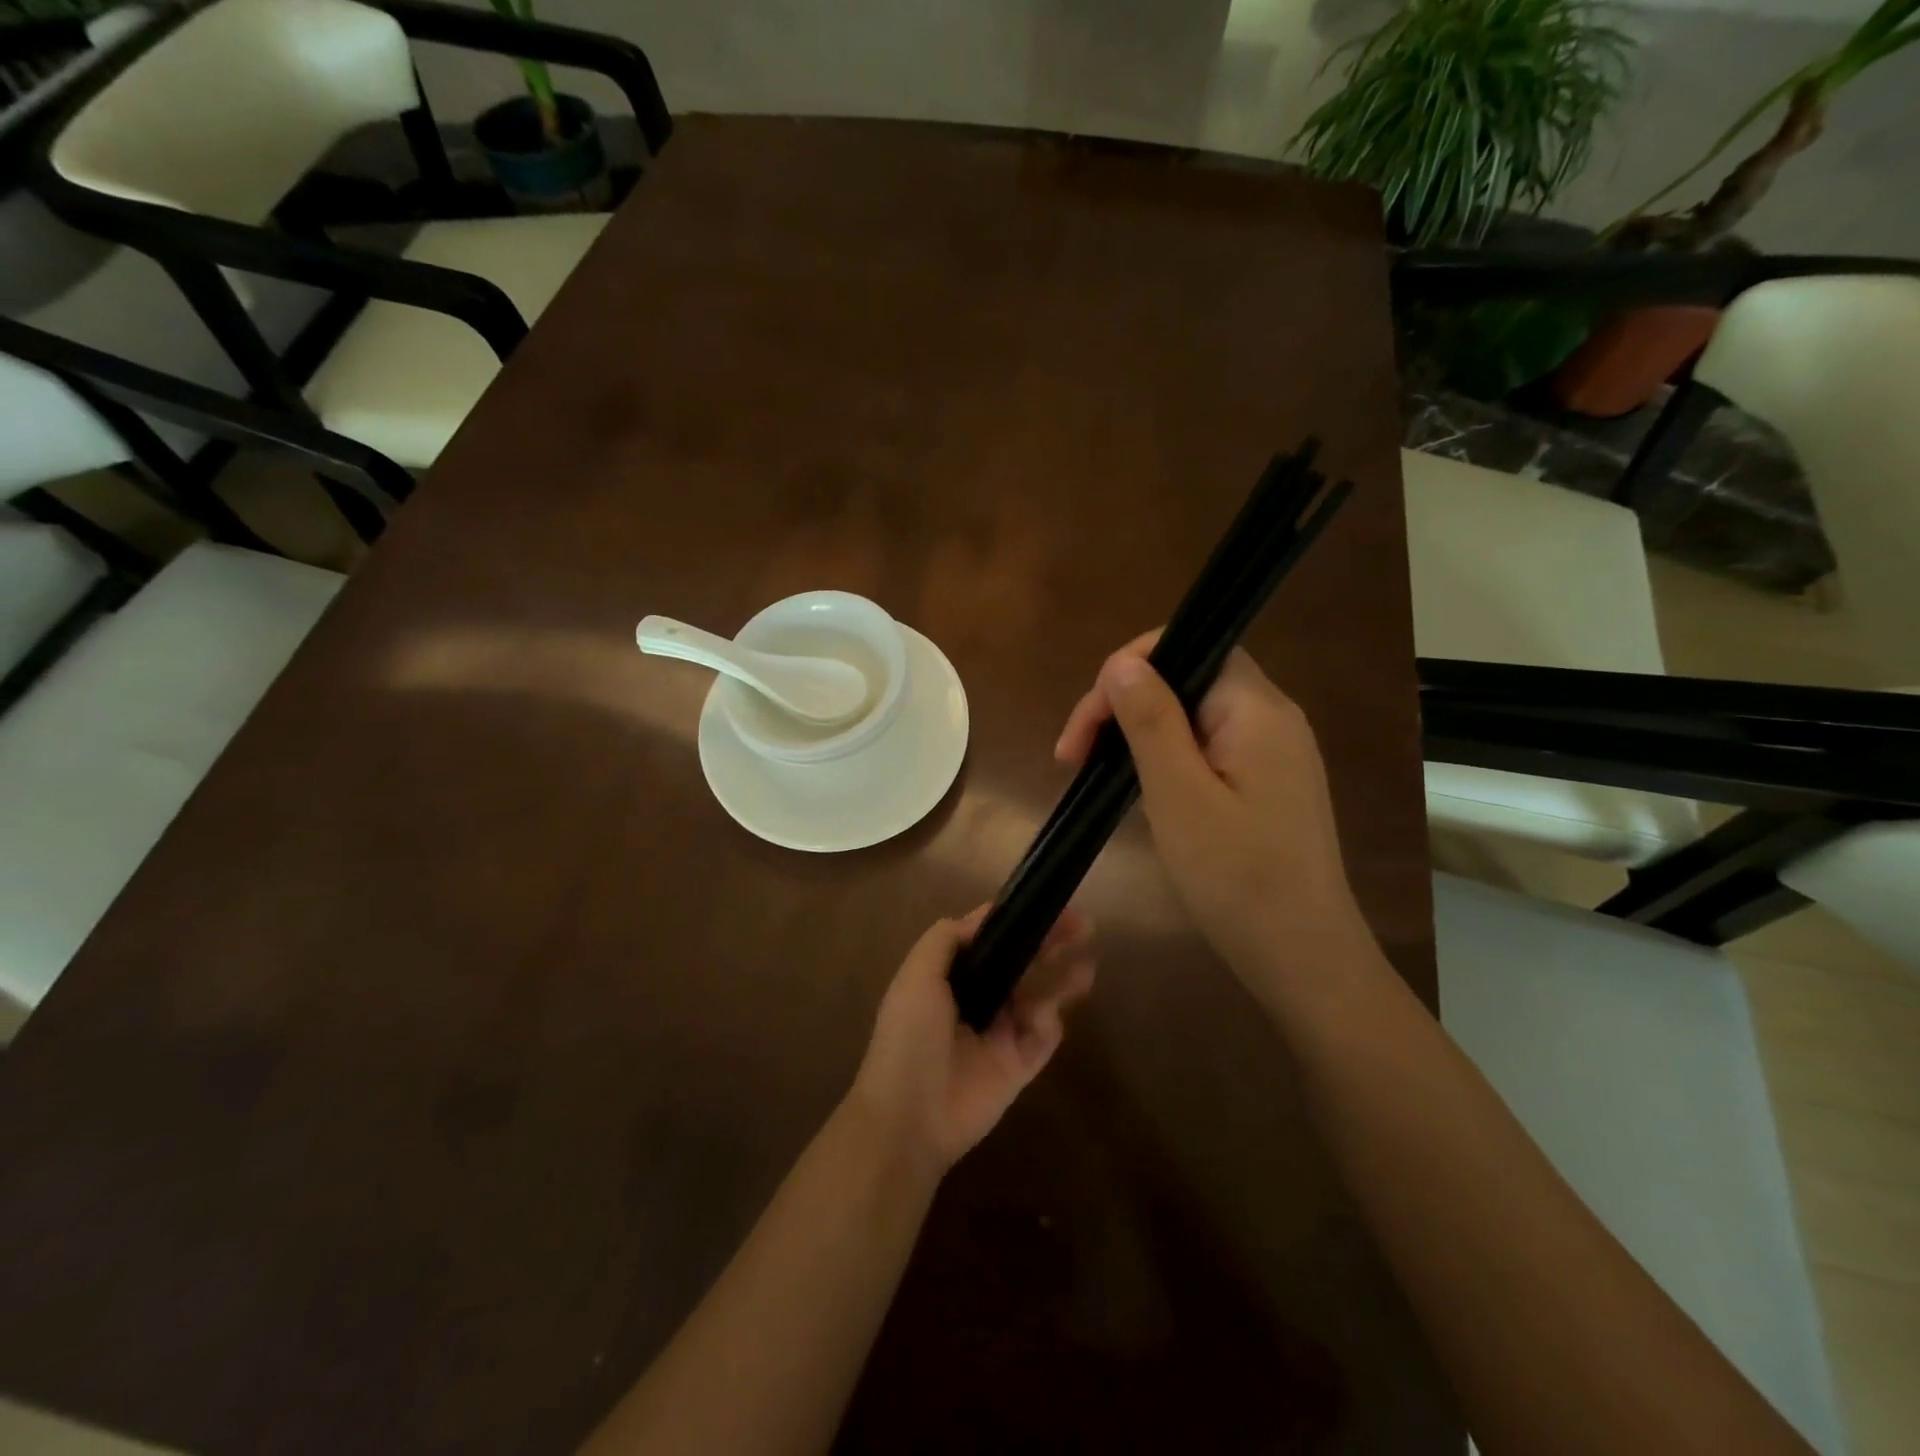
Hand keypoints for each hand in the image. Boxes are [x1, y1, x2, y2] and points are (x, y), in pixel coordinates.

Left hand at [849, 907, 1093, 1173]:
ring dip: (1062, 978)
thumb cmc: (909, 1038)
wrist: (910, 1116)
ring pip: (1040, 996)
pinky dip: (1049, 1022)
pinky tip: (1044, 1018)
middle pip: (1021, 962)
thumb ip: (945, 940)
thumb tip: (981, 917)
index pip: (989, 939)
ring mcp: (1001, 1032)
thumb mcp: (916, 977)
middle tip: (1082, 924)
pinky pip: (1045, 1036)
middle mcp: (978, 999)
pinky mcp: (1021, 1064)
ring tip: (1087, 965)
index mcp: (951, 977)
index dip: (1014, 920)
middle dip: (1049, 942)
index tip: (1043, 902)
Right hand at [1055, 632, 1370, 990]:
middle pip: (1187, 678)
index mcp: (1257, 710)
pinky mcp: (1267, 784)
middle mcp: (1272, 718)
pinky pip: (1207, 748)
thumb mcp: (1179, 796)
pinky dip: (1165, 759)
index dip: (1127, 669)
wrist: (1303, 958)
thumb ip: (1151, 721)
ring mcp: (1273, 752)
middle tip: (1075, 758)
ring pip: (1192, 715)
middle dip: (1123, 705)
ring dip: (1140, 734)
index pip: (1189, 647)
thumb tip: (1121, 662)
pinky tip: (1142, 791)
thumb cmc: (1238, 878)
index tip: (1086, 728)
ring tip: (1097, 776)